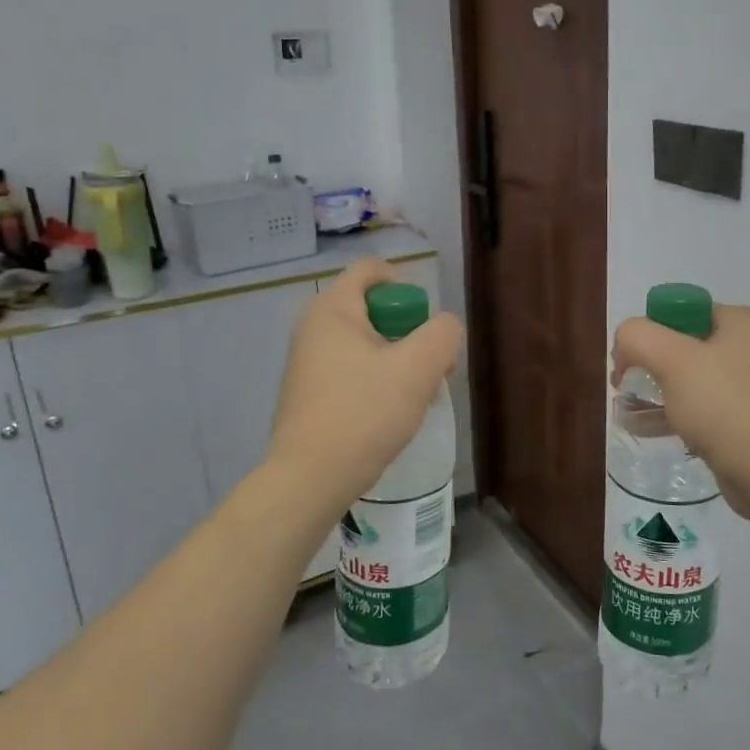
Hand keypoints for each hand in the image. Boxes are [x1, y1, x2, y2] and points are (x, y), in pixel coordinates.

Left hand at [266, 258, 463, 516]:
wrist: (310, 479)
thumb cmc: (364, 413)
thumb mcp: (418, 368)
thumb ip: (442, 334)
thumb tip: (443, 328)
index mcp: (333, 309)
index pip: (372, 270)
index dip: (406, 286)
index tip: (424, 324)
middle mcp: (313, 327)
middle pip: (372, 307)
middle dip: (409, 331)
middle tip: (430, 365)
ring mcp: (306, 361)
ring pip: (365, 342)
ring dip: (397, 360)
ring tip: (416, 395)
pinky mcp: (308, 392)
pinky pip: (350, 368)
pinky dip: (375, 380)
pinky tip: (390, 413)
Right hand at [611, 304, 749, 523]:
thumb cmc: (724, 405)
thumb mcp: (672, 359)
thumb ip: (637, 337)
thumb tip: (625, 347)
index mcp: (739, 322)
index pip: (681, 310)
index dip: (649, 331)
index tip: (629, 360)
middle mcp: (746, 348)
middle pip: (680, 345)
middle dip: (648, 364)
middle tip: (624, 386)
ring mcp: (746, 387)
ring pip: (686, 380)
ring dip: (654, 392)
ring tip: (625, 411)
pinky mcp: (741, 421)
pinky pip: (697, 410)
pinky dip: (670, 415)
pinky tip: (642, 428)